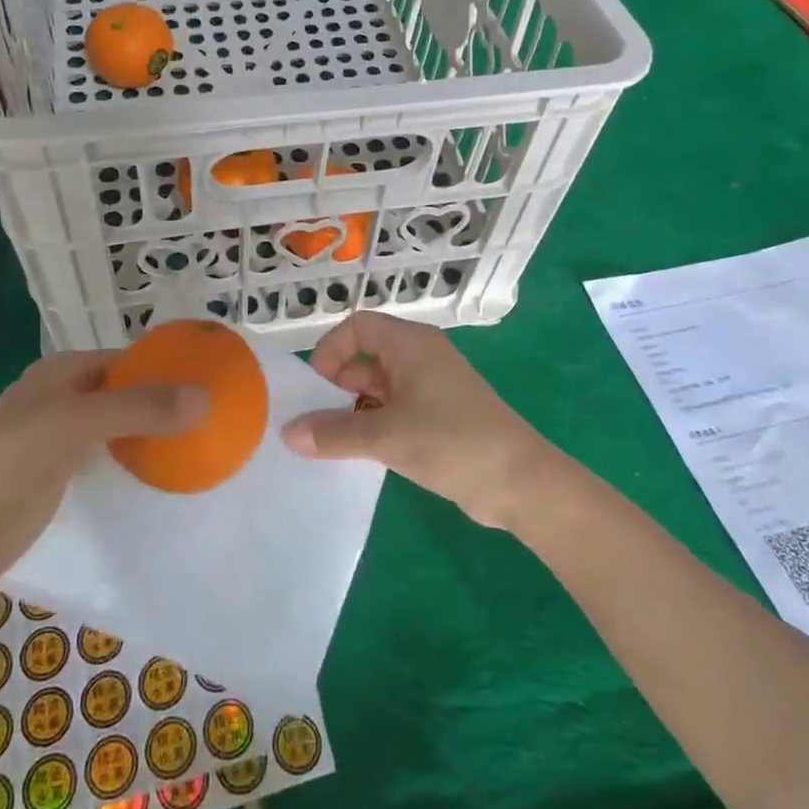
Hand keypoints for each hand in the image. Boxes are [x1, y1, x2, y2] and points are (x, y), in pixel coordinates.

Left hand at [0, 351, 205, 599]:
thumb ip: (138, 408)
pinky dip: (135, 463)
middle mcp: (64, 399)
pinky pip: (108, 461)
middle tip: (215, 417)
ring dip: (152, 434)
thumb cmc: (6, 464)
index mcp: (63, 373)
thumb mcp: (74, 424)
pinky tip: (164, 476)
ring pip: (119, 428)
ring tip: (201, 444)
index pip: (128, 360)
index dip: (167, 366)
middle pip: (126, 393)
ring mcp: (60, 441)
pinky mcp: (58, 479)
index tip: (212, 381)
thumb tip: (204, 397)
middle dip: (164, 402)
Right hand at [281, 314, 555, 528]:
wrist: (520, 482)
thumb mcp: (386, 436)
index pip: (357, 327)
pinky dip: (374, 424)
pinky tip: (360, 454)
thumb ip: (334, 433)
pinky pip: (395, 409)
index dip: (330, 351)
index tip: (314, 390)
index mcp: (410, 344)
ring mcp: (432, 386)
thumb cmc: (452, 442)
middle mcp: (420, 356)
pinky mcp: (440, 415)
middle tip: (314, 422)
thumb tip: (287, 433)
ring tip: (330, 442)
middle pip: (366, 356)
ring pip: (379, 386)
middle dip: (337, 385)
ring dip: (354, 409)